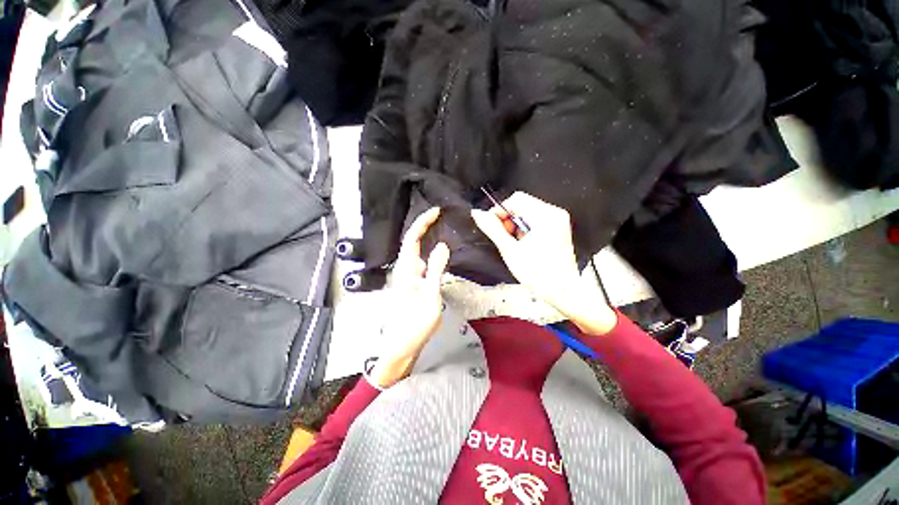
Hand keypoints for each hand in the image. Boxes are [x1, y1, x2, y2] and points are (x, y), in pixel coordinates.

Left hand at [370, 207, 449, 387]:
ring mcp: (408, 276)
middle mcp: (405, 268)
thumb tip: (443, 245)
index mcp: (406, 269)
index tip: (437, 211)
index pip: (412, 237)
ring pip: (417, 250)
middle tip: (443, 215)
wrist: (402, 345)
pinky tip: (439, 251)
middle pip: (413, 240)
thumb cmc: (415, 324)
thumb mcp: (430, 297)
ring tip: (443, 227)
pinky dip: (429, 250)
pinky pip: (422, 260)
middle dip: (425, 224)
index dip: (423, 221)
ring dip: (427, 236)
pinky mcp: (413, 283)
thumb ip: (436, 270)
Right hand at [471, 192, 615, 334]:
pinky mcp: (559, 228)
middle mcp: (554, 213)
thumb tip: (476, 213)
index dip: (499, 211)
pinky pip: (536, 221)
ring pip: (528, 213)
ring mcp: (558, 220)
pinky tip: (525, 245)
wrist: (563, 291)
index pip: (516, 199)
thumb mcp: (510, 250)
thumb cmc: (536, 272)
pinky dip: (526, 230)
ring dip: (516, 226)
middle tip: (505, 239)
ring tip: (516, 245)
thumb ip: (492, 229)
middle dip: (508, 220)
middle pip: (523, 205)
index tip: (492, 227)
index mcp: (545, 215)